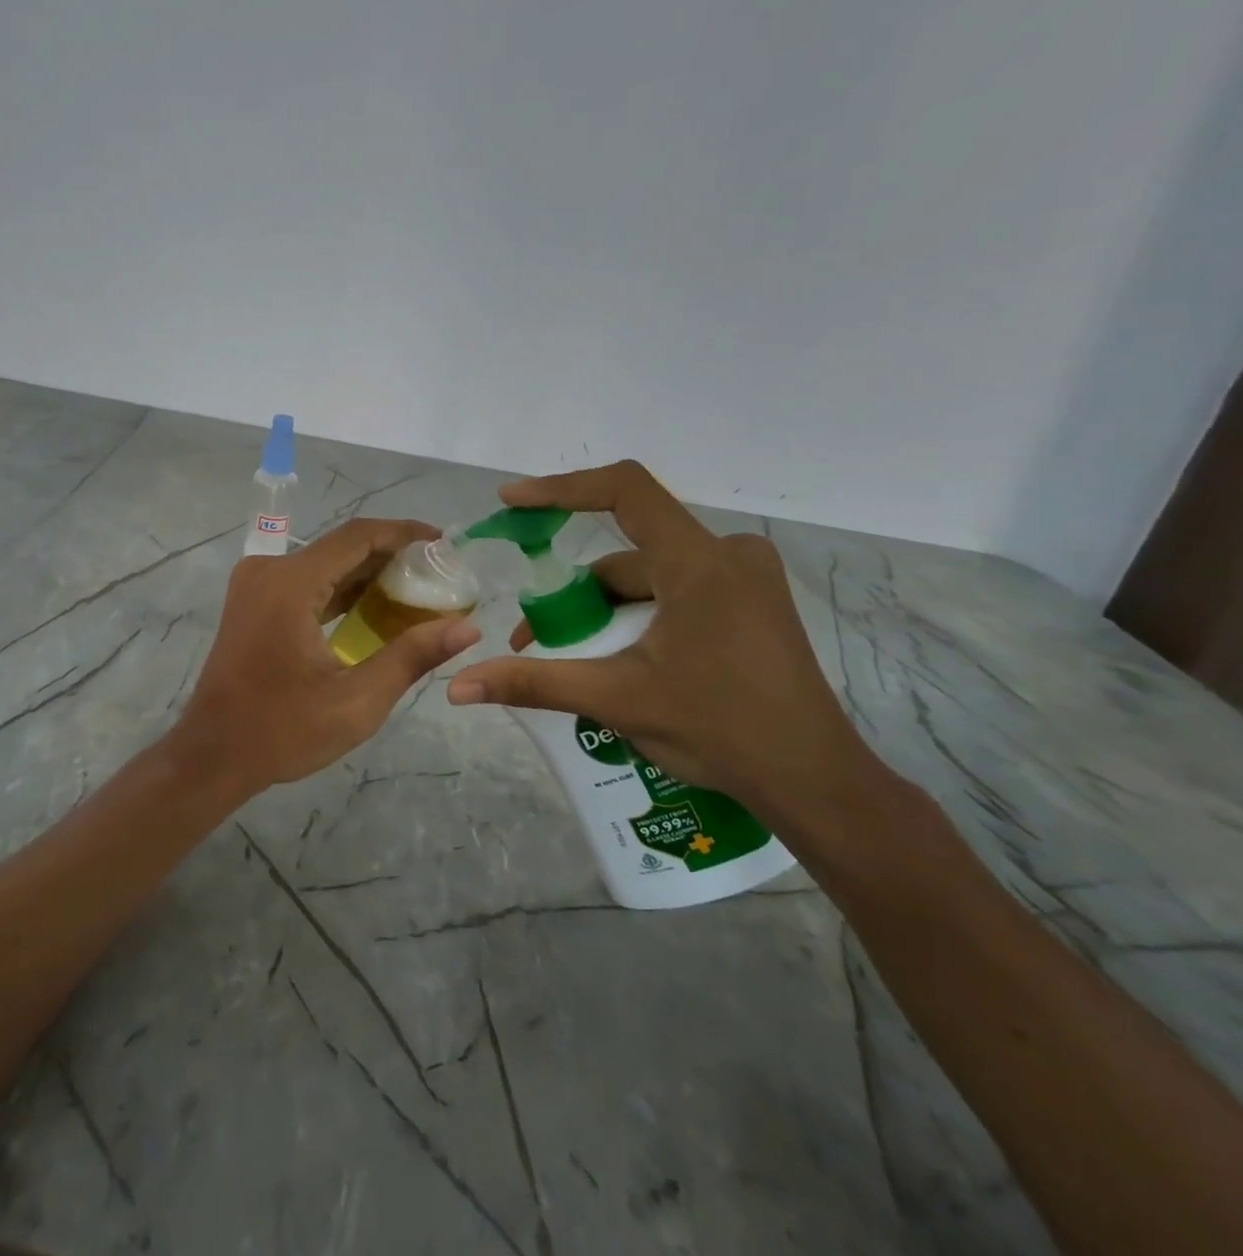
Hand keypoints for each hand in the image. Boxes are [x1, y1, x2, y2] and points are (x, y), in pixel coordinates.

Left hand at [173, 518, 482, 792]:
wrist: (213, 754)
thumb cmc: (282, 731)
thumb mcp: (356, 700)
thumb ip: (412, 656)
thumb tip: (467, 627)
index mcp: (290, 583)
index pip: (357, 536)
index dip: (404, 533)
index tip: (444, 543)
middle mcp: (269, 570)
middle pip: (341, 546)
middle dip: (391, 555)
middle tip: (438, 573)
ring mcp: (256, 584)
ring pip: (324, 563)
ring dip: (367, 572)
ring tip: (418, 587)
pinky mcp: (254, 601)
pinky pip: (306, 582)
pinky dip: (341, 589)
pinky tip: (376, 606)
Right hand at [446, 462, 869, 815]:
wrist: (814, 782)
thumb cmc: (720, 731)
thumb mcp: (616, 700)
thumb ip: (533, 684)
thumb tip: (457, 687)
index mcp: (701, 563)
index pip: (624, 491)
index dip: (562, 489)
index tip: (512, 502)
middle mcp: (729, 555)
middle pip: (628, 549)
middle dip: (576, 590)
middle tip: (537, 633)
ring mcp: (746, 578)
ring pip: (650, 574)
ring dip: (604, 608)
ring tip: (573, 659)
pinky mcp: (751, 602)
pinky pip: (675, 589)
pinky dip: (636, 613)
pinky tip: (619, 656)